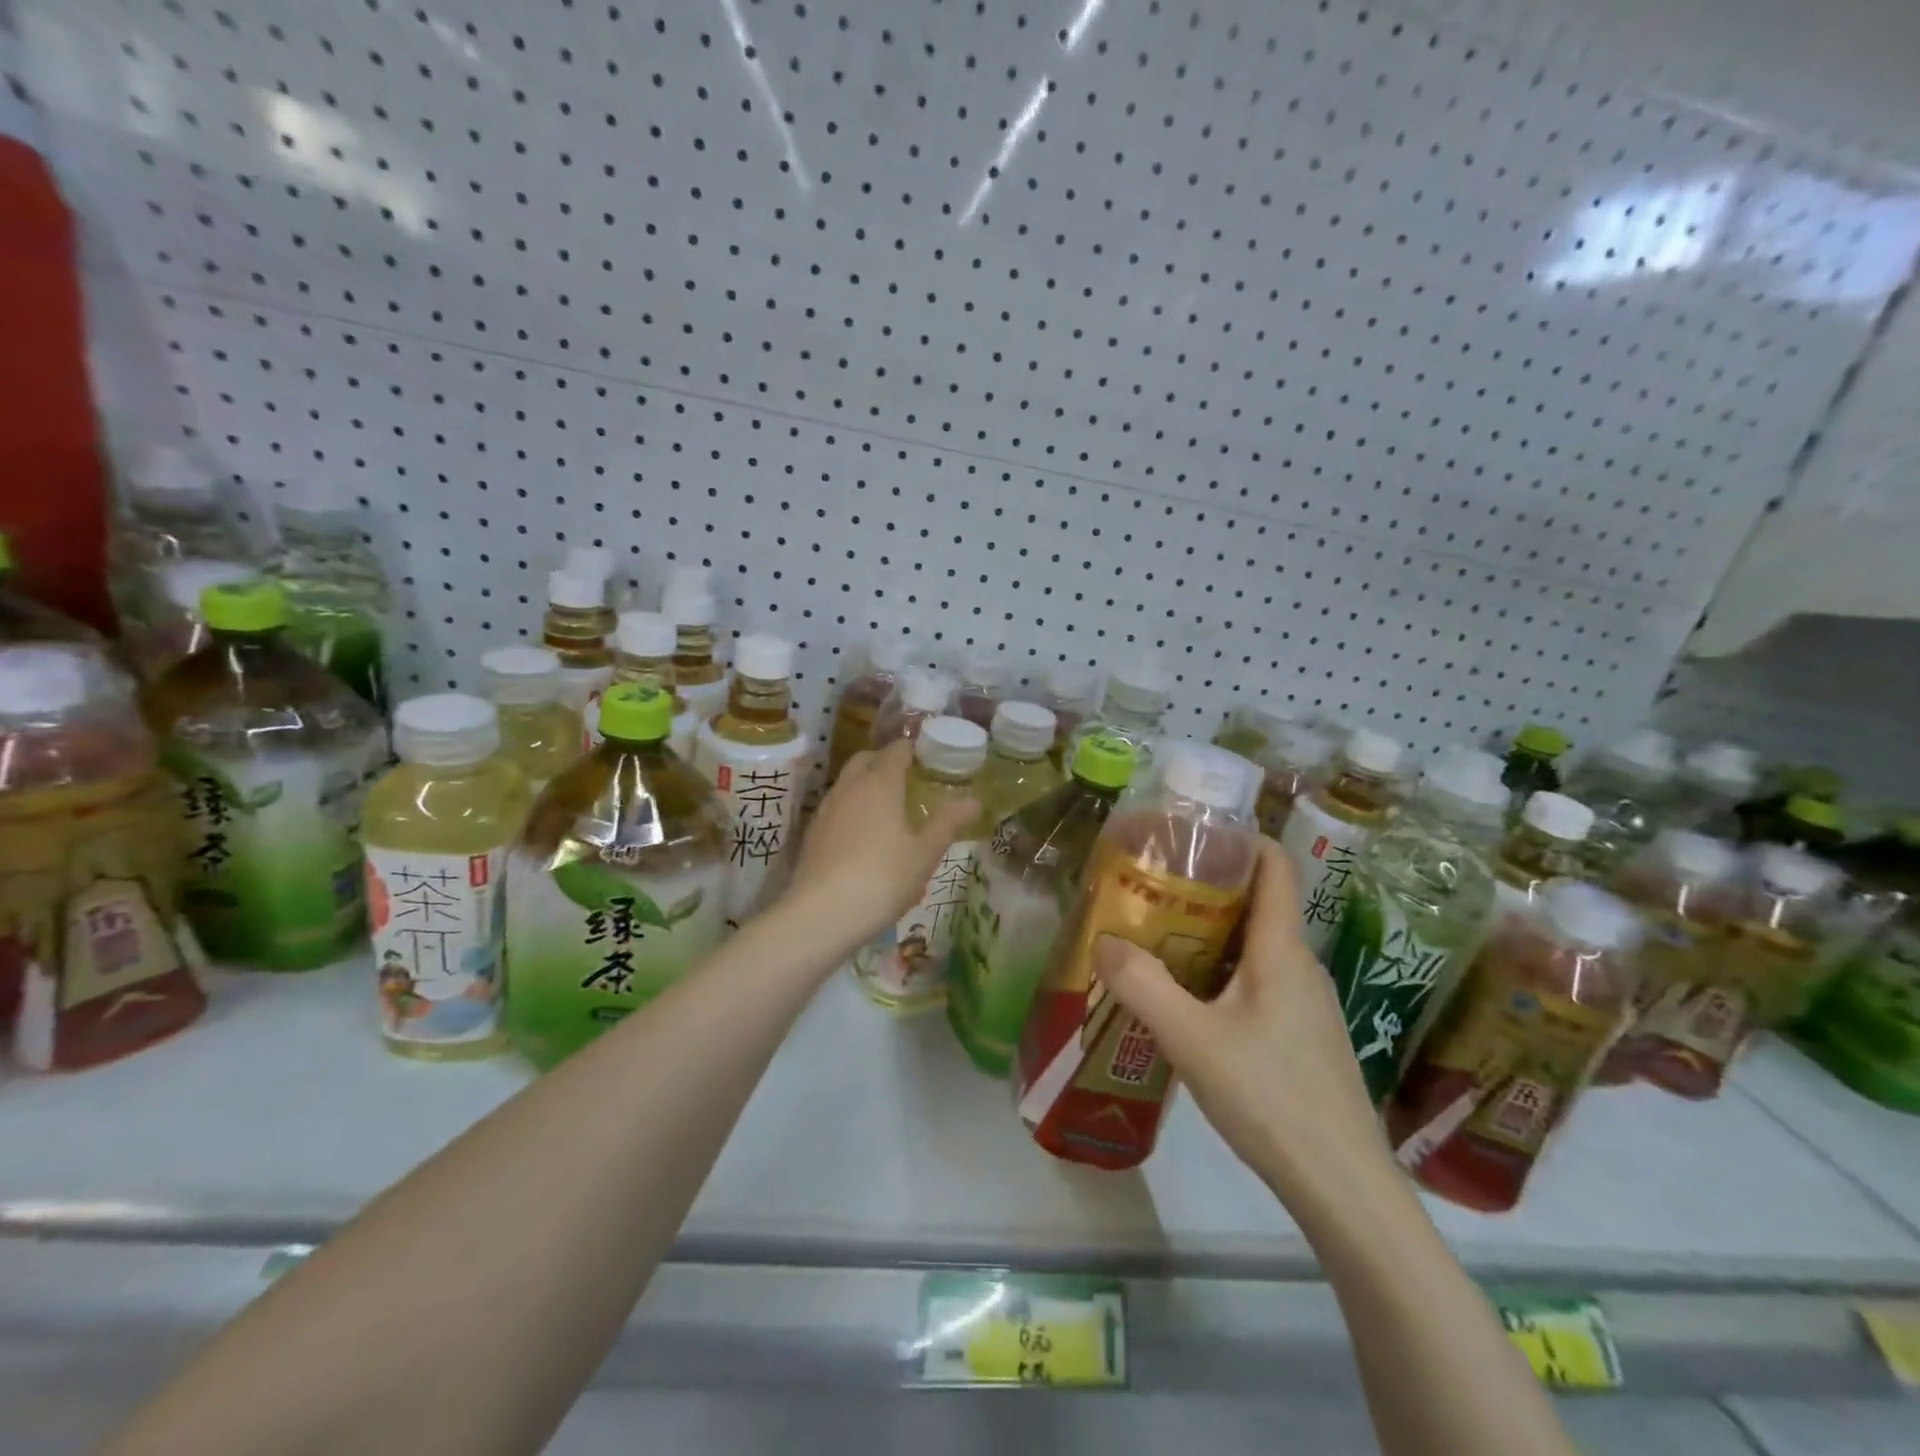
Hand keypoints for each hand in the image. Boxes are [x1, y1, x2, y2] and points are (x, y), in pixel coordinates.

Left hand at [783, 739, 978, 945]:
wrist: (821, 915)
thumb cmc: (882, 878)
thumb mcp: (924, 854)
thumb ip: (947, 823)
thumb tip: (974, 801)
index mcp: (880, 783)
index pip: (895, 750)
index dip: (912, 748)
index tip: (928, 755)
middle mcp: (849, 787)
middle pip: (866, 759)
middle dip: (886, 761)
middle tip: (909, 776)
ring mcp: (826, 809)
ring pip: (848, 782)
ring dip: (867, 784)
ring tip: (890, 806)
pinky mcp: (813, 833)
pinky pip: (838, 807)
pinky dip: (853, 808)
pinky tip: (866, 836)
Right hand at [1092, 839, 1388, 1202]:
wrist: (1344, 1188)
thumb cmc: (1271, 1097)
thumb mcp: (1192, 1039)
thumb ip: (1143, 986)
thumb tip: (1103, 941)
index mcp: (1282, 950)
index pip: (1275, 866)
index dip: (1240, 838)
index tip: (1191, 833)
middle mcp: (1300, 965)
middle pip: (1259, 903)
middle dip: (1208, 886)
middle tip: (1153, 888)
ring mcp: (1307, 1003)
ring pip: (1257, 945)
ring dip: (1211, 932)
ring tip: (1159, 938)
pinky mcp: (1303, 1035)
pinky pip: (1260, 980)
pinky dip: (1223, 971)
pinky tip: (1189, 1000)